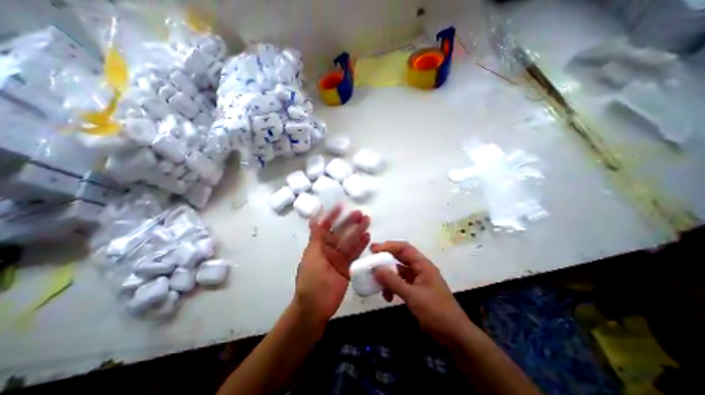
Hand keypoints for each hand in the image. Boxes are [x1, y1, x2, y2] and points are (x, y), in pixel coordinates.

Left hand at [293, 206, 370, 323]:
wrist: (316, 306)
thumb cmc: (311, 279)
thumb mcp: (312, 255)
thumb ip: (316, 237)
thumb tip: (313, 218)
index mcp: (319, 245)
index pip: (326, 226)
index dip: (333, 216)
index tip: (342, 206)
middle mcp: (329, 249)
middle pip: (342, 233)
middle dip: (350, 223)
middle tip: (360, 213)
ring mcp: (339, 258)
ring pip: (350, 242)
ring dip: (358, 231)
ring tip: (367, 221)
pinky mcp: (348, 267)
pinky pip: (355, 254)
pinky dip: (361, 245)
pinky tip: (368, 237)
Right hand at [370, 240, 472, 345]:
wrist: (454, 335)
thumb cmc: (436, 312)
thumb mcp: (412, 296)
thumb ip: (393, 281)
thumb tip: (375, 269)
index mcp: (423, 265)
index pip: (404, 248)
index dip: (388, 246)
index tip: (374, 249)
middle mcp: (420, 269)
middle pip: (401, 258)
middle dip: (386, 259)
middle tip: (371, 260)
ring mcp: (419, 280)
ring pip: (399, 271)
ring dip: (388, 275)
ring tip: (377, 282)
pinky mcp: (417, 290)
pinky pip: (401, 283)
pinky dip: (393, 286)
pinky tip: (388, 297)